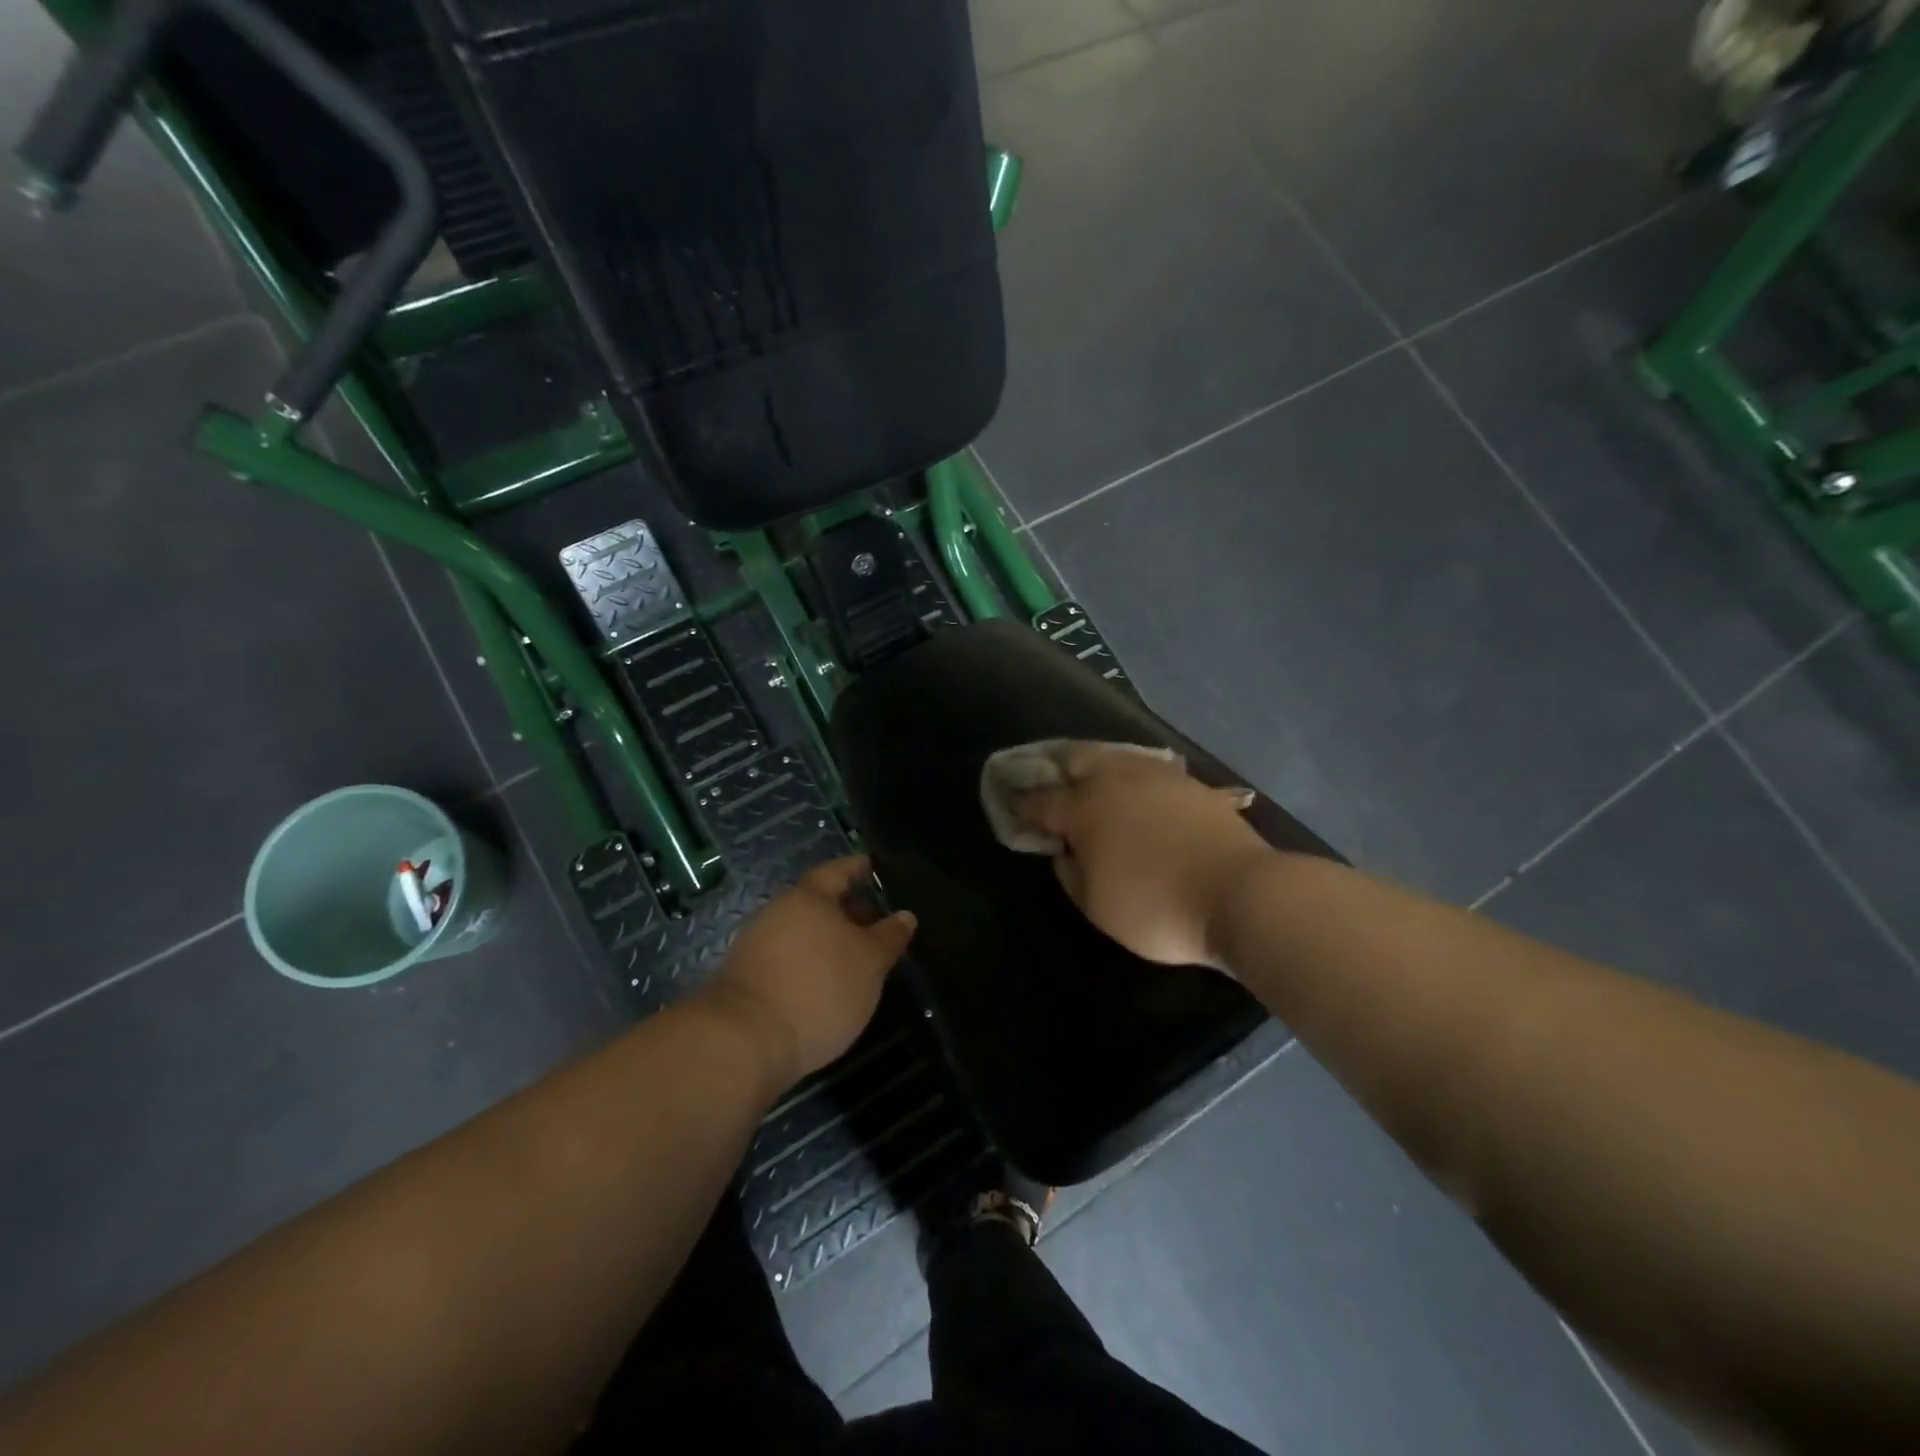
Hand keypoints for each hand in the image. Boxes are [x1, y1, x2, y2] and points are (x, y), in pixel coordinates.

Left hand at [697, 855, 916, 1090]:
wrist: (744, 1042)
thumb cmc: (818, 988)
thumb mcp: (870, 963)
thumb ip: (889, 937)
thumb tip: (905, 916)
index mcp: (809, 897)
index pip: (838, 871)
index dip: (858, 868)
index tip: (873, 867)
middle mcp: (778, 912)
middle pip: (817, 902)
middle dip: (846, 909)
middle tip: (874, 920)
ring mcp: (757, 946)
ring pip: (801, 932)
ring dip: (827, 940)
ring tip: (855, 958)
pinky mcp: (746, 979)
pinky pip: (787, 959)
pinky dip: (809, 964)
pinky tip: (824, 984)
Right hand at [1013, 745, 1269, 970]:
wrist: (1240, 894)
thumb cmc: (1156, 907)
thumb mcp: (1096, 905)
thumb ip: (1070, 872)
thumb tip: (1065, 849)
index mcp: (1085, 808)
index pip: (1042, 800)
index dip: (1022, 804)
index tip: (1011, 805)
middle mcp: (1117, 779)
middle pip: (1077, 758)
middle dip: (1057, 768)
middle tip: (1052, 784)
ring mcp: (1158, 776)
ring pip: (1116, 756)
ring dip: (1097, 767)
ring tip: (1094, 784)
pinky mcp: (1192, 784)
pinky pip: (1150, 770)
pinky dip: (1134, 777)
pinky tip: (1139, 794)